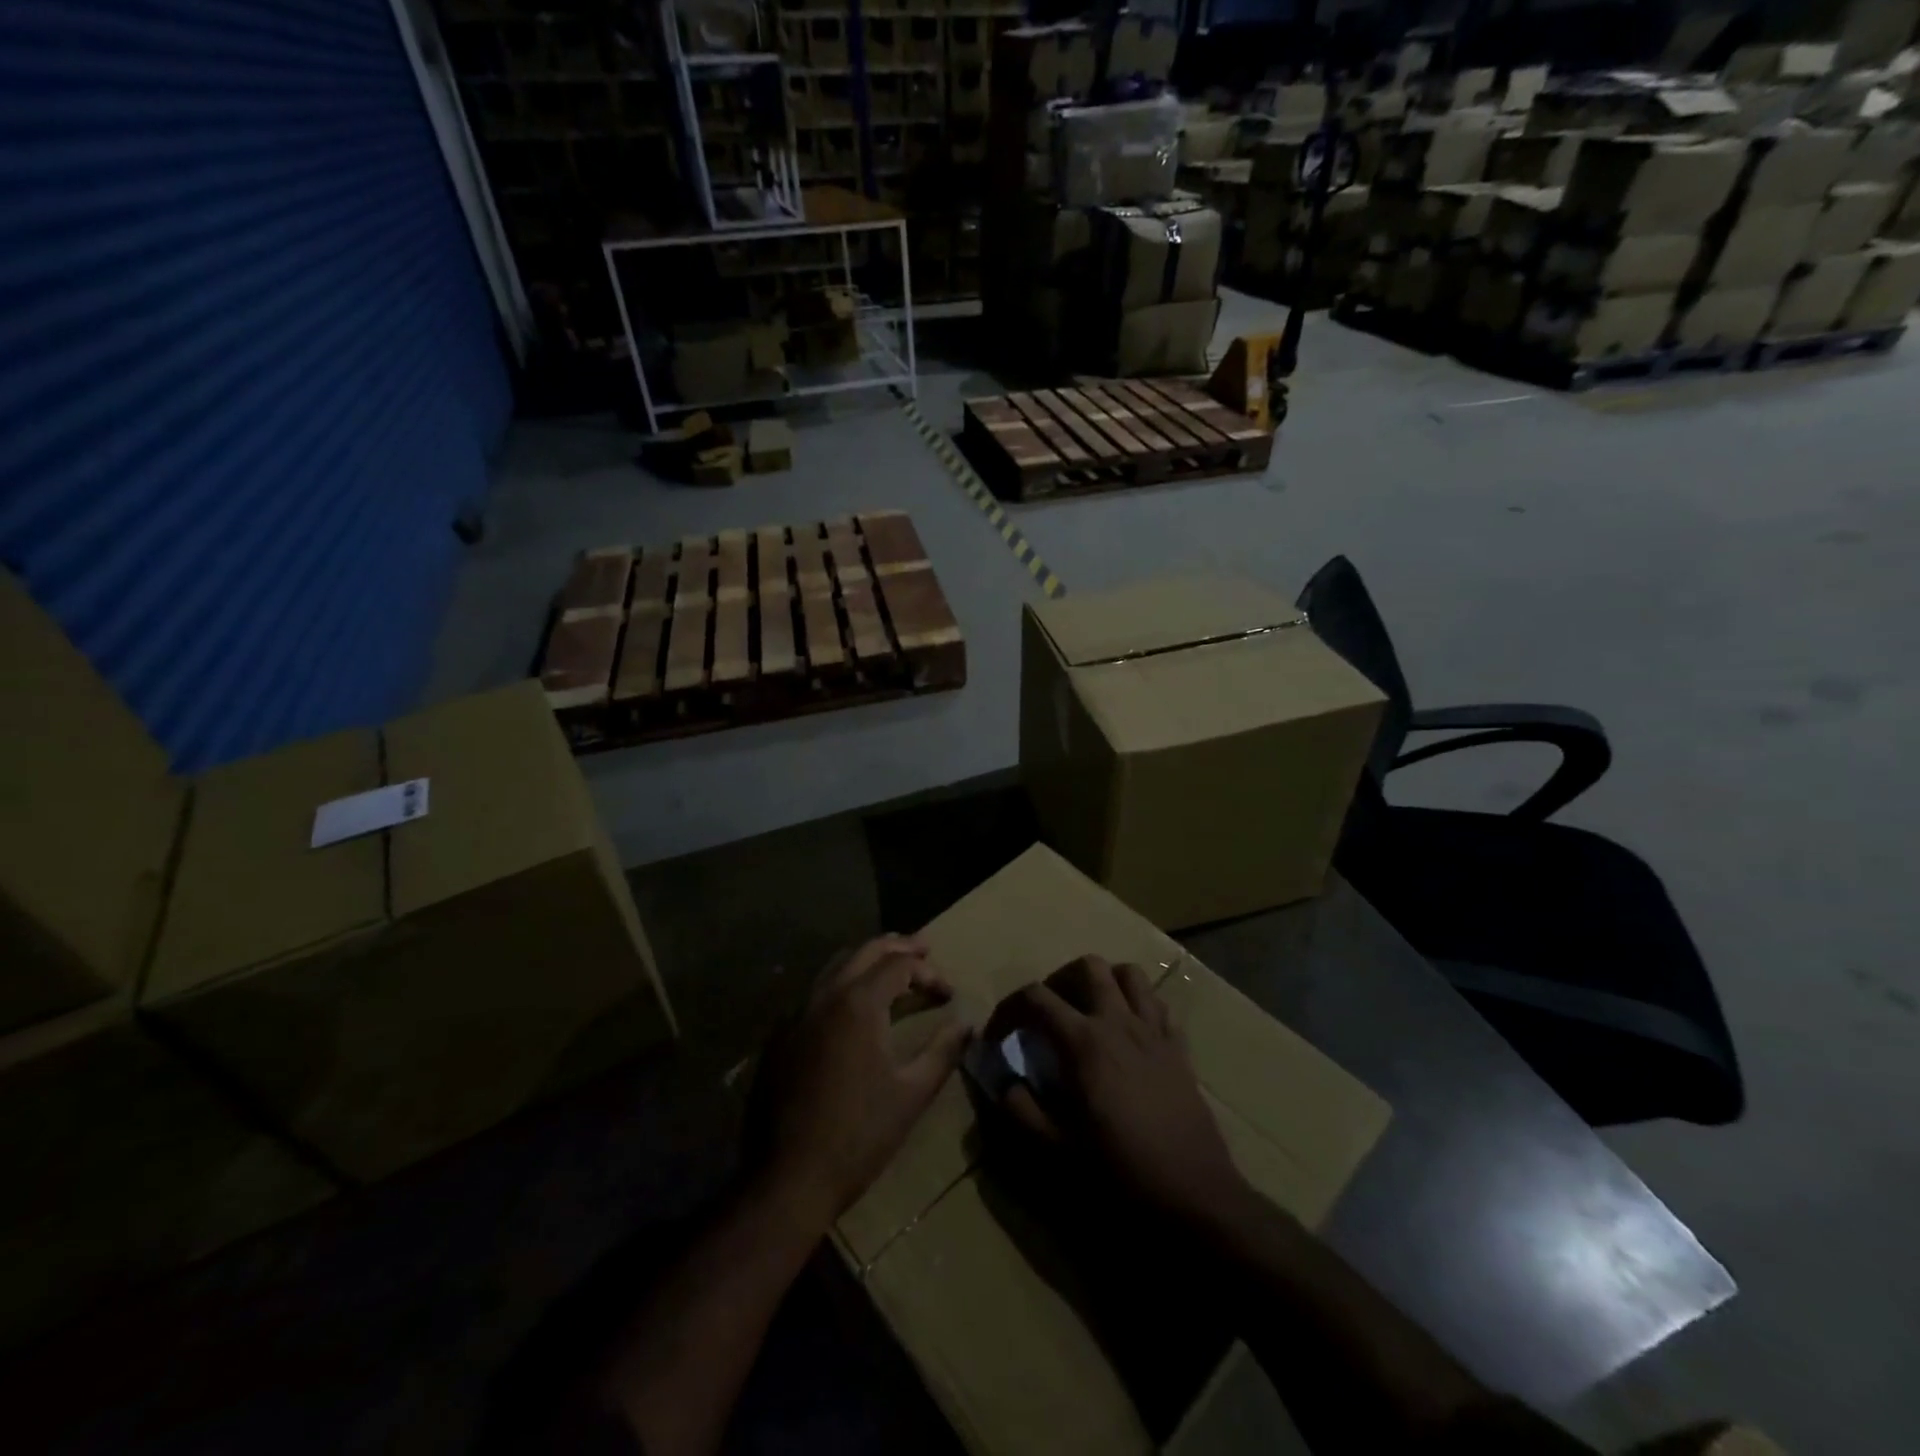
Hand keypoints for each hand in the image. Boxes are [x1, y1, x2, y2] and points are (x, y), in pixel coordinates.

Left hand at [758, 936, 971, 1230]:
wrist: (788, 1178)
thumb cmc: (859, 1135)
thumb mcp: (912, 1093)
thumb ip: (943, 1052)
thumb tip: (968, 1025)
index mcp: (858, 1004)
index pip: (899, 964)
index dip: (929, 972)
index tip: (948, 995)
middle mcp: (825, 996)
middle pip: (865, 951)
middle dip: (898, 947)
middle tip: (923, 949)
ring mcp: (796, 1014)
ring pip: (836, 966)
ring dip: (867, 961)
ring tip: (892, 968)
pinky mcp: (780, 1036)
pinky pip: (815, 992)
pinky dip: (841, 984)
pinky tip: (853, 1006)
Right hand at [1004, 956, 1249, 1229]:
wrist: (1194, 1197)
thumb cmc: (1120, 1173)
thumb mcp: (1056, 1150)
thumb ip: (1021, 1110)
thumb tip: (1005, 1082)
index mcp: (1084, 1042)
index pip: (1036, 997)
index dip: (1009, 1008)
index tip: (999, 1035)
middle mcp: (1119, 1022)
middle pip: (1088, 967)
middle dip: (1060, 980)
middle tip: (1048, 1013)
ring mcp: (1154, 1032)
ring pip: (1130, 975)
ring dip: (1105, 982)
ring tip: (1089, 1011)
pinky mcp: (1180, 1049)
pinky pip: (1160, 1006)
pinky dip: (1140, 1006)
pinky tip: (1129, 1033)